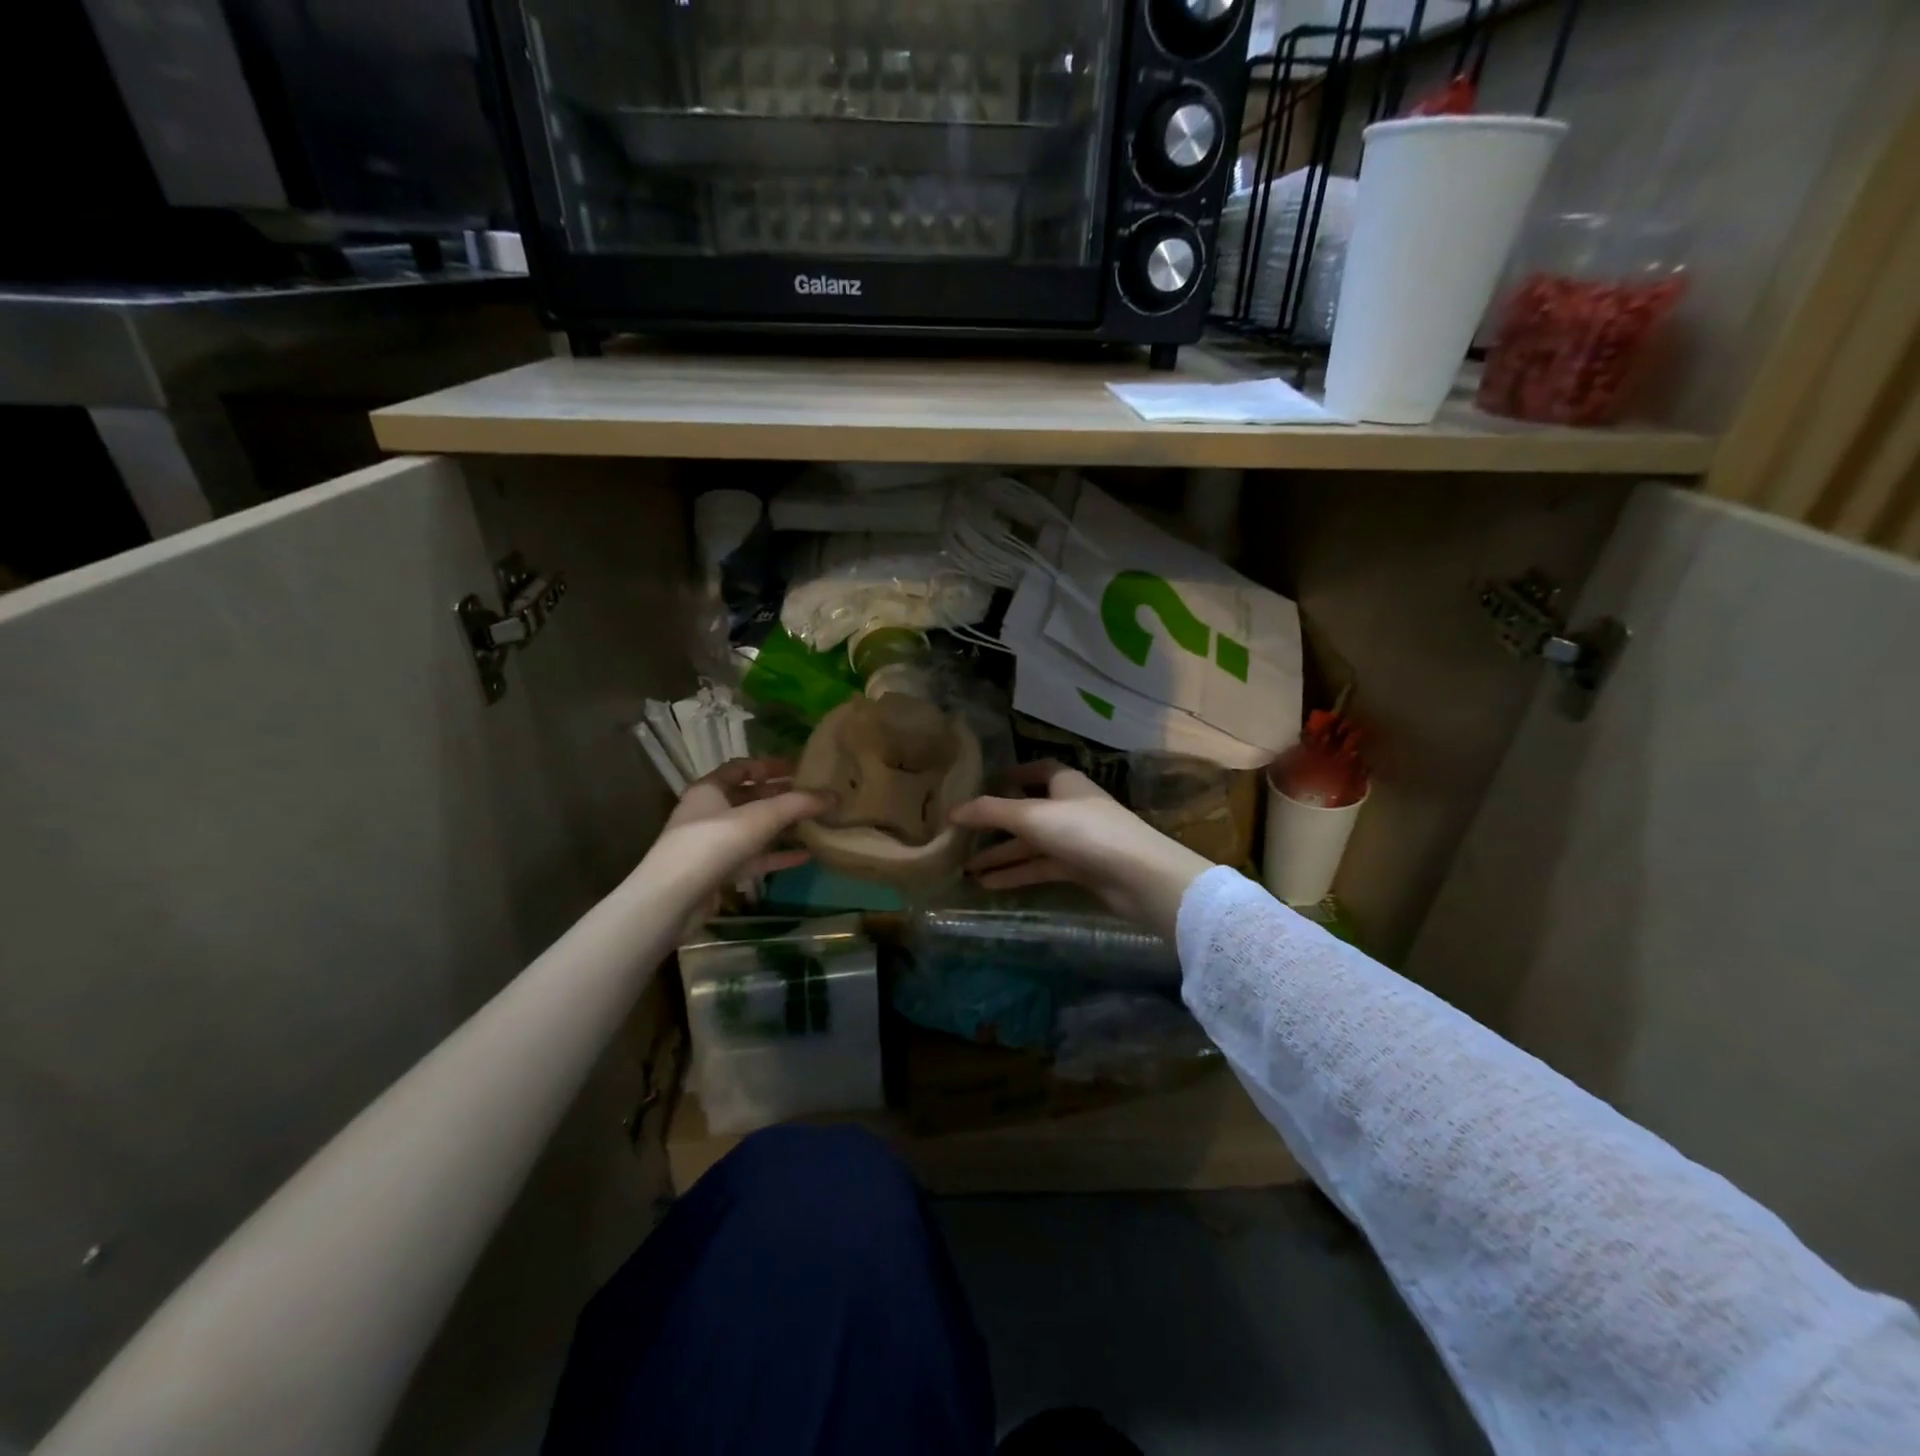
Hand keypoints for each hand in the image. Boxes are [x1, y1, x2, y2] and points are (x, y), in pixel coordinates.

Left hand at [643, 758, 831, 896]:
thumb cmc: (713, 843)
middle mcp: (709, 813)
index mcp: (710, 789)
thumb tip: (834, 795)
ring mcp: (713, 845)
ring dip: (782, 827)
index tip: (800, 768)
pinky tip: (806, 856)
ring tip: (816, 824)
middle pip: (750, 799)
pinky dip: (778, 856)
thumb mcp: (760, 817)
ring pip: (754, 830)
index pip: (741, 768)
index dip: (770, 765)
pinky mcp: (719, 873)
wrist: (673, 899)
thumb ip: (798, 804)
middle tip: (814, 796)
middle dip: (782, 797)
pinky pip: (754, 859)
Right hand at [948, 762, 1212, 938]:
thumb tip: (952, 811)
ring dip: (1002, 855)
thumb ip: (991, 812)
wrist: (1138, 876)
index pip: (1038, 770)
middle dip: (996, 825)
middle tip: (962, 836)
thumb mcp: (1031, 816)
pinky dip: (1017, 874)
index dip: (1015, 774)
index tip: (987, 783)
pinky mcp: (1081, 870)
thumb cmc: (1084, 831)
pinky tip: (989, 885)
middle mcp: (1071, 808)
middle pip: (1028, 812)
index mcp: (1065, 783)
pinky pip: (1041, 868)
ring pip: (1032, 845)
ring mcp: (1077, 840)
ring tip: (965, 869)